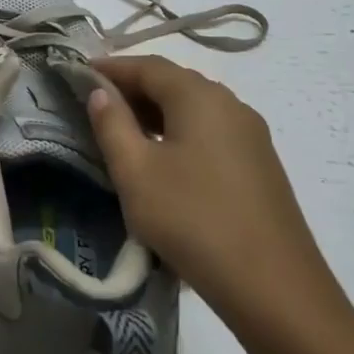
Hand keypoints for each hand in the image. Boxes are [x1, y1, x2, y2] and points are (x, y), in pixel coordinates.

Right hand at [86, 55, 341, 327]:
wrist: (274, 287)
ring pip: (194, 109)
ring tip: (123, 133)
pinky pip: (210, 133)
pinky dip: (180, 133)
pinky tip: (164, 161)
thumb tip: (101, 93)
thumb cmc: (193, 220)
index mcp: (200, 97)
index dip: (111, 68)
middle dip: (133, 88)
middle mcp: (230, 105)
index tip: (78, 75)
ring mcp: (251, 135)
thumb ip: (113, 125)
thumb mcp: (137, 173)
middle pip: (174, 83)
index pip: (148, 66)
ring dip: (156, 113)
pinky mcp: (259, 165)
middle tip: (96, 105)